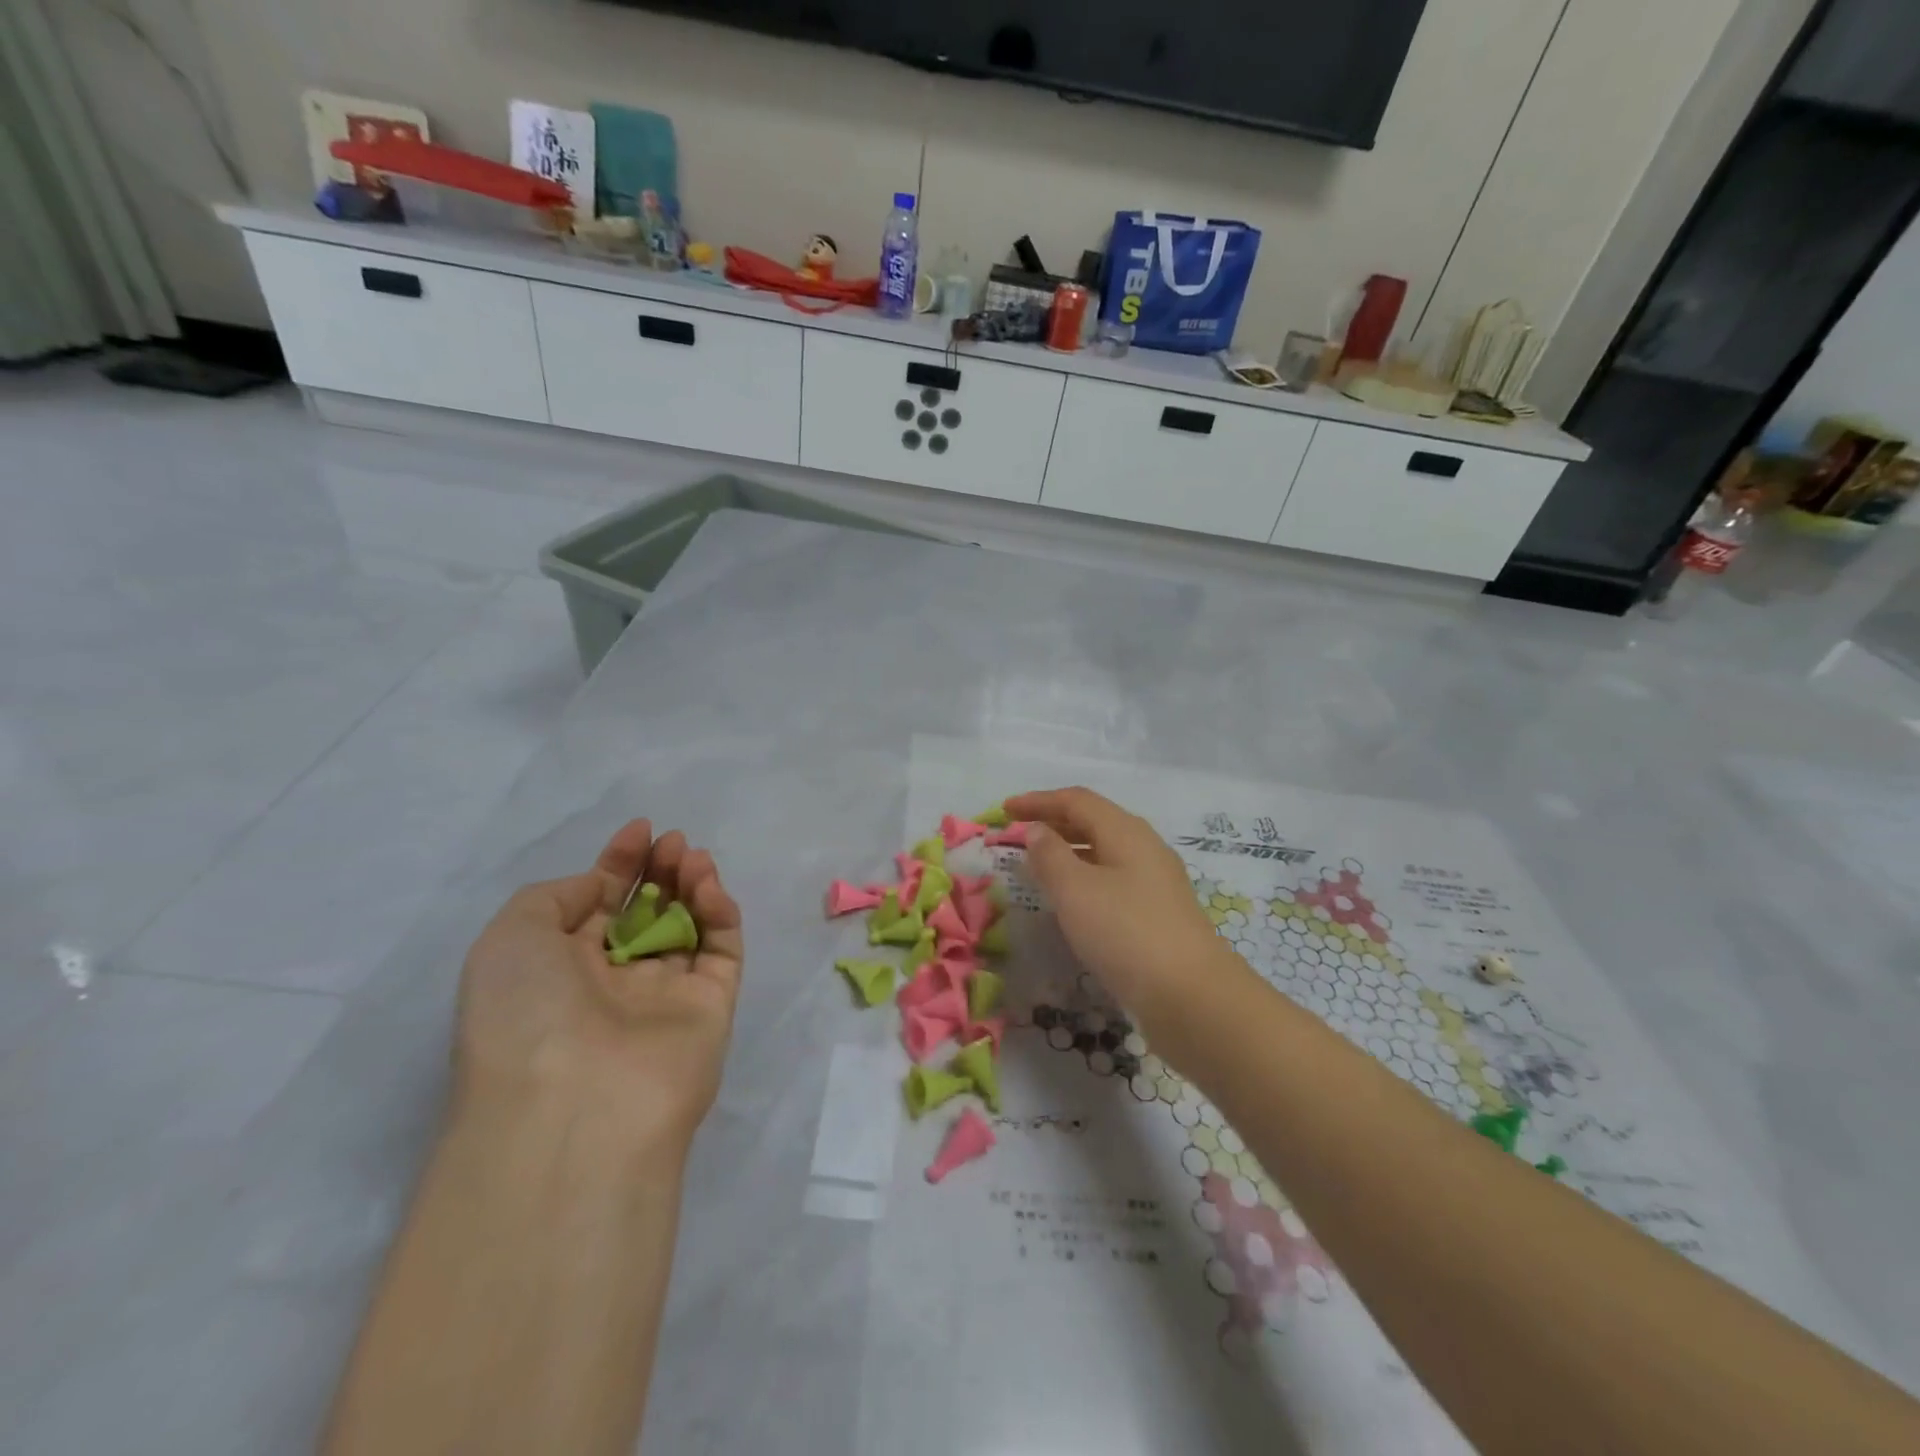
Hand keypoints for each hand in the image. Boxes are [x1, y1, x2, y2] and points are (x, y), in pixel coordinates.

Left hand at [453, 820, 744, 1159]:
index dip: (619, 864)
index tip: (640, 829)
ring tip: (691, 856)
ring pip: (689, 925)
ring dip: (692, 884)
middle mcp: (613, 981)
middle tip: (672, 842)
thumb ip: (558, 895)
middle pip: (647, 910)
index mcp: (560, 970)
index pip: (599, 904)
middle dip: (659, 869)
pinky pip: (721, 950)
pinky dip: (719, 913)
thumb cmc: (526, 1014)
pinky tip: (708, 887)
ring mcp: (665, 995)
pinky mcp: (711, 1006)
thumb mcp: (510, 938)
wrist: (573, 1107)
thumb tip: (606, 888)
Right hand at [1006, 787, 1232, 1026]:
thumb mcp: (1076, 890)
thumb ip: (1050, 855)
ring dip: (1067, 852)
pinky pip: (1112, 880)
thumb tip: (1038, 831)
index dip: (1038, 801)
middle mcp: (1144, 848)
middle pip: (1093, 822)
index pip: (1076, 801)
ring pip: (1103, 852)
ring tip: (1036, 866)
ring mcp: (1155, 882)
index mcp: (1126, 832)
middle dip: (1053, 823)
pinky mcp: (1157, 913)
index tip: (1004, 810)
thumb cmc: (1125, 933)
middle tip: (1017, 835)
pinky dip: (1083, 878)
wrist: (1191, 997)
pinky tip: (1070, 901)